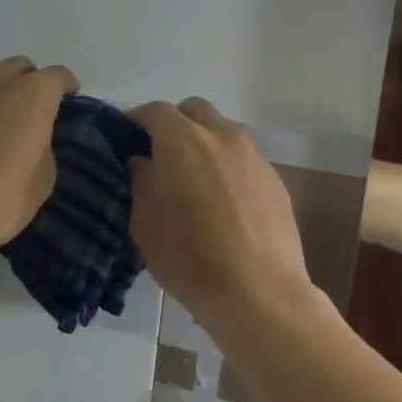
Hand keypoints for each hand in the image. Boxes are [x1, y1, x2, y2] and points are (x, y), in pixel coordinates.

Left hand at [0, 57, 78, 258]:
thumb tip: (33, 138)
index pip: (58, 76)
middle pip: (19, 67)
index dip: (66, 88)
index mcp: (33, 92)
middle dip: (28, 83)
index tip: (67, 103)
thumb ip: (43, 145)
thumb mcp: (43, 178)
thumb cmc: (1, 198)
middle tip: (30, 111)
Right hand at [127, 98, 313, 325]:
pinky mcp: (275, 180)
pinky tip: (223, 201)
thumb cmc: (188, 255)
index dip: (137, 120)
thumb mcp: (144, 221)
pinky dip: (228, 167)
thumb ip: (141, 180)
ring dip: (204, 143)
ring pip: (223, 132)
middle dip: (175, 123)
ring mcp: (253, 156)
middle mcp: (221, 135)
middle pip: (194, 110)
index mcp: (183, 139)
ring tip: (194, 179)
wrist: (257, 291)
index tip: (126, 138)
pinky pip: (244, 159)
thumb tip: (144, 161)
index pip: (155, 111)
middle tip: (161, 153)